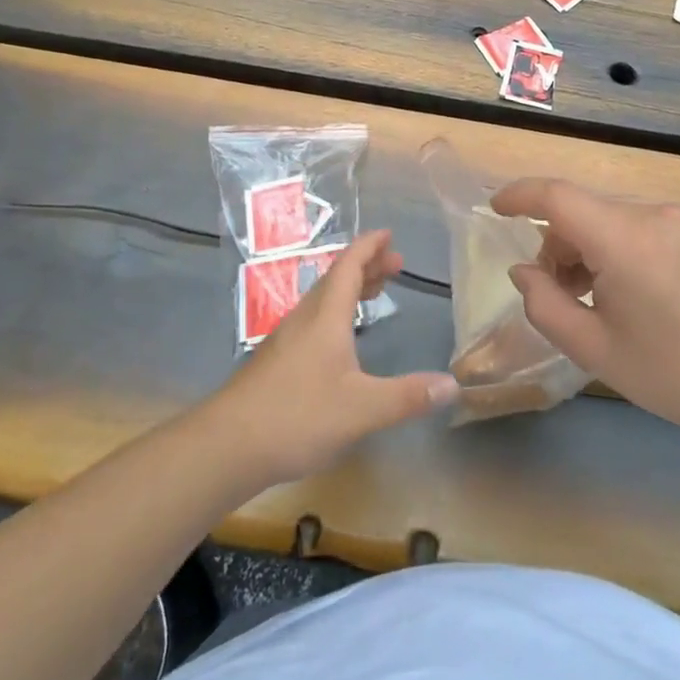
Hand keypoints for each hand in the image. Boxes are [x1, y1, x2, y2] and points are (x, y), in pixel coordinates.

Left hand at [210, 230, 459, 484]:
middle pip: (336, 278)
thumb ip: (407, 396)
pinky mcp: (276, 361)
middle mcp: (304, 319)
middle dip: (366, 266)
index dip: (369, 247)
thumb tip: (453, 385)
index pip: (349, 266)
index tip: (388, 234)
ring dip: (350, 288)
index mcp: (325, 317)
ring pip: (322, 300)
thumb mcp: (361, 410)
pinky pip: (313, 320)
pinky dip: (336, 312)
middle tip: (395, 264)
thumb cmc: (297, 416)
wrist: (226, 445)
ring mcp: (285, 339)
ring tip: (374, 291)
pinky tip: (340, 339)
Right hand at [491, 179, 679, 440]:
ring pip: (615, 219)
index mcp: (626, 240)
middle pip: (586, 212)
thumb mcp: (595, 349)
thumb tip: (524, 271)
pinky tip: (639, 292)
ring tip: (601, 298)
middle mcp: (656, 213)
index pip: (557, 197)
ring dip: (593, 247)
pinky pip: (646, 225)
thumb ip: (545, 304)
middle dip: (559, 244)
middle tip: (559, 292)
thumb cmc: (674, 375)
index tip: (496, 209)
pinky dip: (625, 246)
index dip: (520, 195)